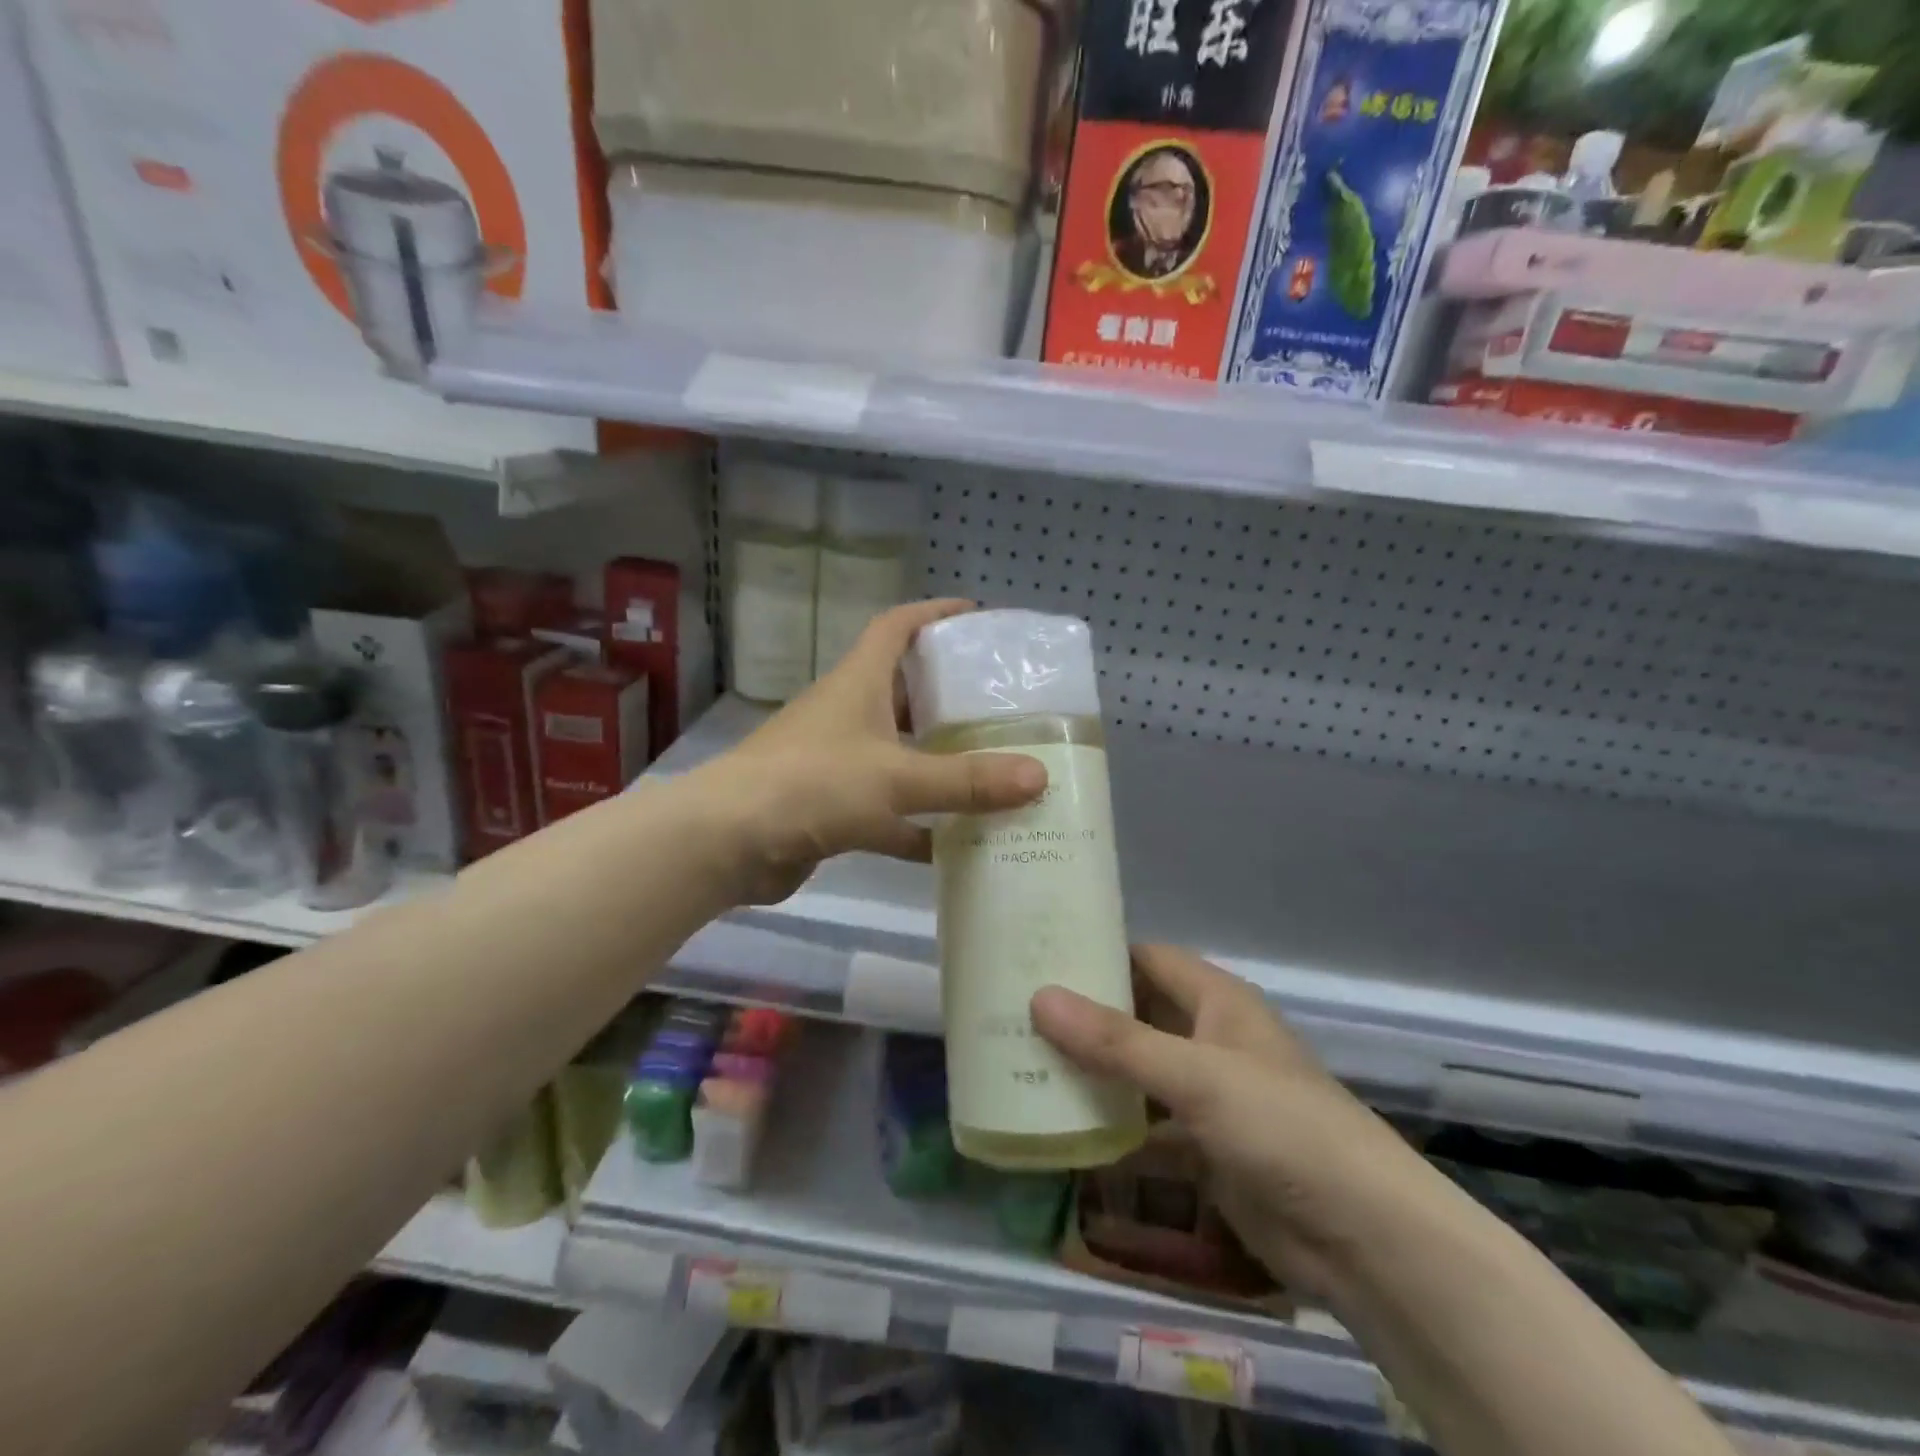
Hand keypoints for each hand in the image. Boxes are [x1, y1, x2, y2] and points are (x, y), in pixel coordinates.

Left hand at [693, 600, 1046, 905]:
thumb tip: (1039, 776)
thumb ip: (966, 780)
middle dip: (947, 696)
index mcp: (858, 683)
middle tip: (1000, 707)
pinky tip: (956, 844)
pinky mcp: (831, 808)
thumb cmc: (812, 784)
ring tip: (992, 769)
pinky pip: (886, 809)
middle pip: (903, 691)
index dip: (934, 614)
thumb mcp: (896, 777)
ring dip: (937, 763)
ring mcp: (836, 763)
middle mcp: (847, 715)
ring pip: (898, 754)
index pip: (896, 627)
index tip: (976, 615)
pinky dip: (917, 824)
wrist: (726, 843)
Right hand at [1031, 946, 1444, 1303]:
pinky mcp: (1205, 1147)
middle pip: (1137, 1013)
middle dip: (1084, 1014)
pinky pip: (1146, 1123)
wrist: (1365, 1239)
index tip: (1036, 955)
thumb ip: (1116, 1041)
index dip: (1096, 952)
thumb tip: (1038, 997)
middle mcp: (1210, 1038)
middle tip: (1014, 1010)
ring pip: (1138, 1070)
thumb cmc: (1282, 1127)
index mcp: (1217, 1001)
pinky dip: (1111, 1123)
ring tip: (1022, 1060)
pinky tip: (1061, 1125)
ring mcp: (1208, 1095)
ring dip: (1092, 1070)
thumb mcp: (1195, 1076)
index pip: (1146, 958)